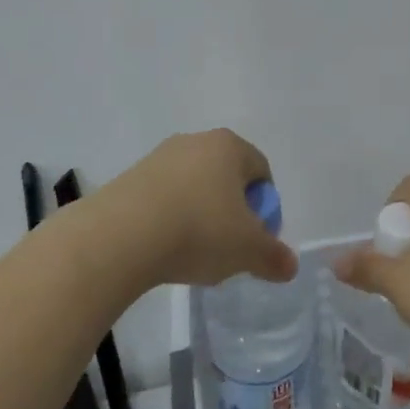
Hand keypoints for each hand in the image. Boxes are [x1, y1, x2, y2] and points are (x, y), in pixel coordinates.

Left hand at [93, 130, 298, 290]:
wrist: (119, 237)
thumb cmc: (199, 231)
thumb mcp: (247, 250)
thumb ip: (274, 257)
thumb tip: (290, 266)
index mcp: (229, 147)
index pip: (261, 171)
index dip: (265, 207)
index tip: (256, 238)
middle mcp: (195, 142)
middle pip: (226, 178)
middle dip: (232, 211)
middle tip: (229, 247)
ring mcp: (158, 157)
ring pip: (193, 188)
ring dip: (199, 216)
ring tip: (193, 252)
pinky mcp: (129, 178)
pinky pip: (163, 198)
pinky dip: (169, 220)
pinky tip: (163, 248)